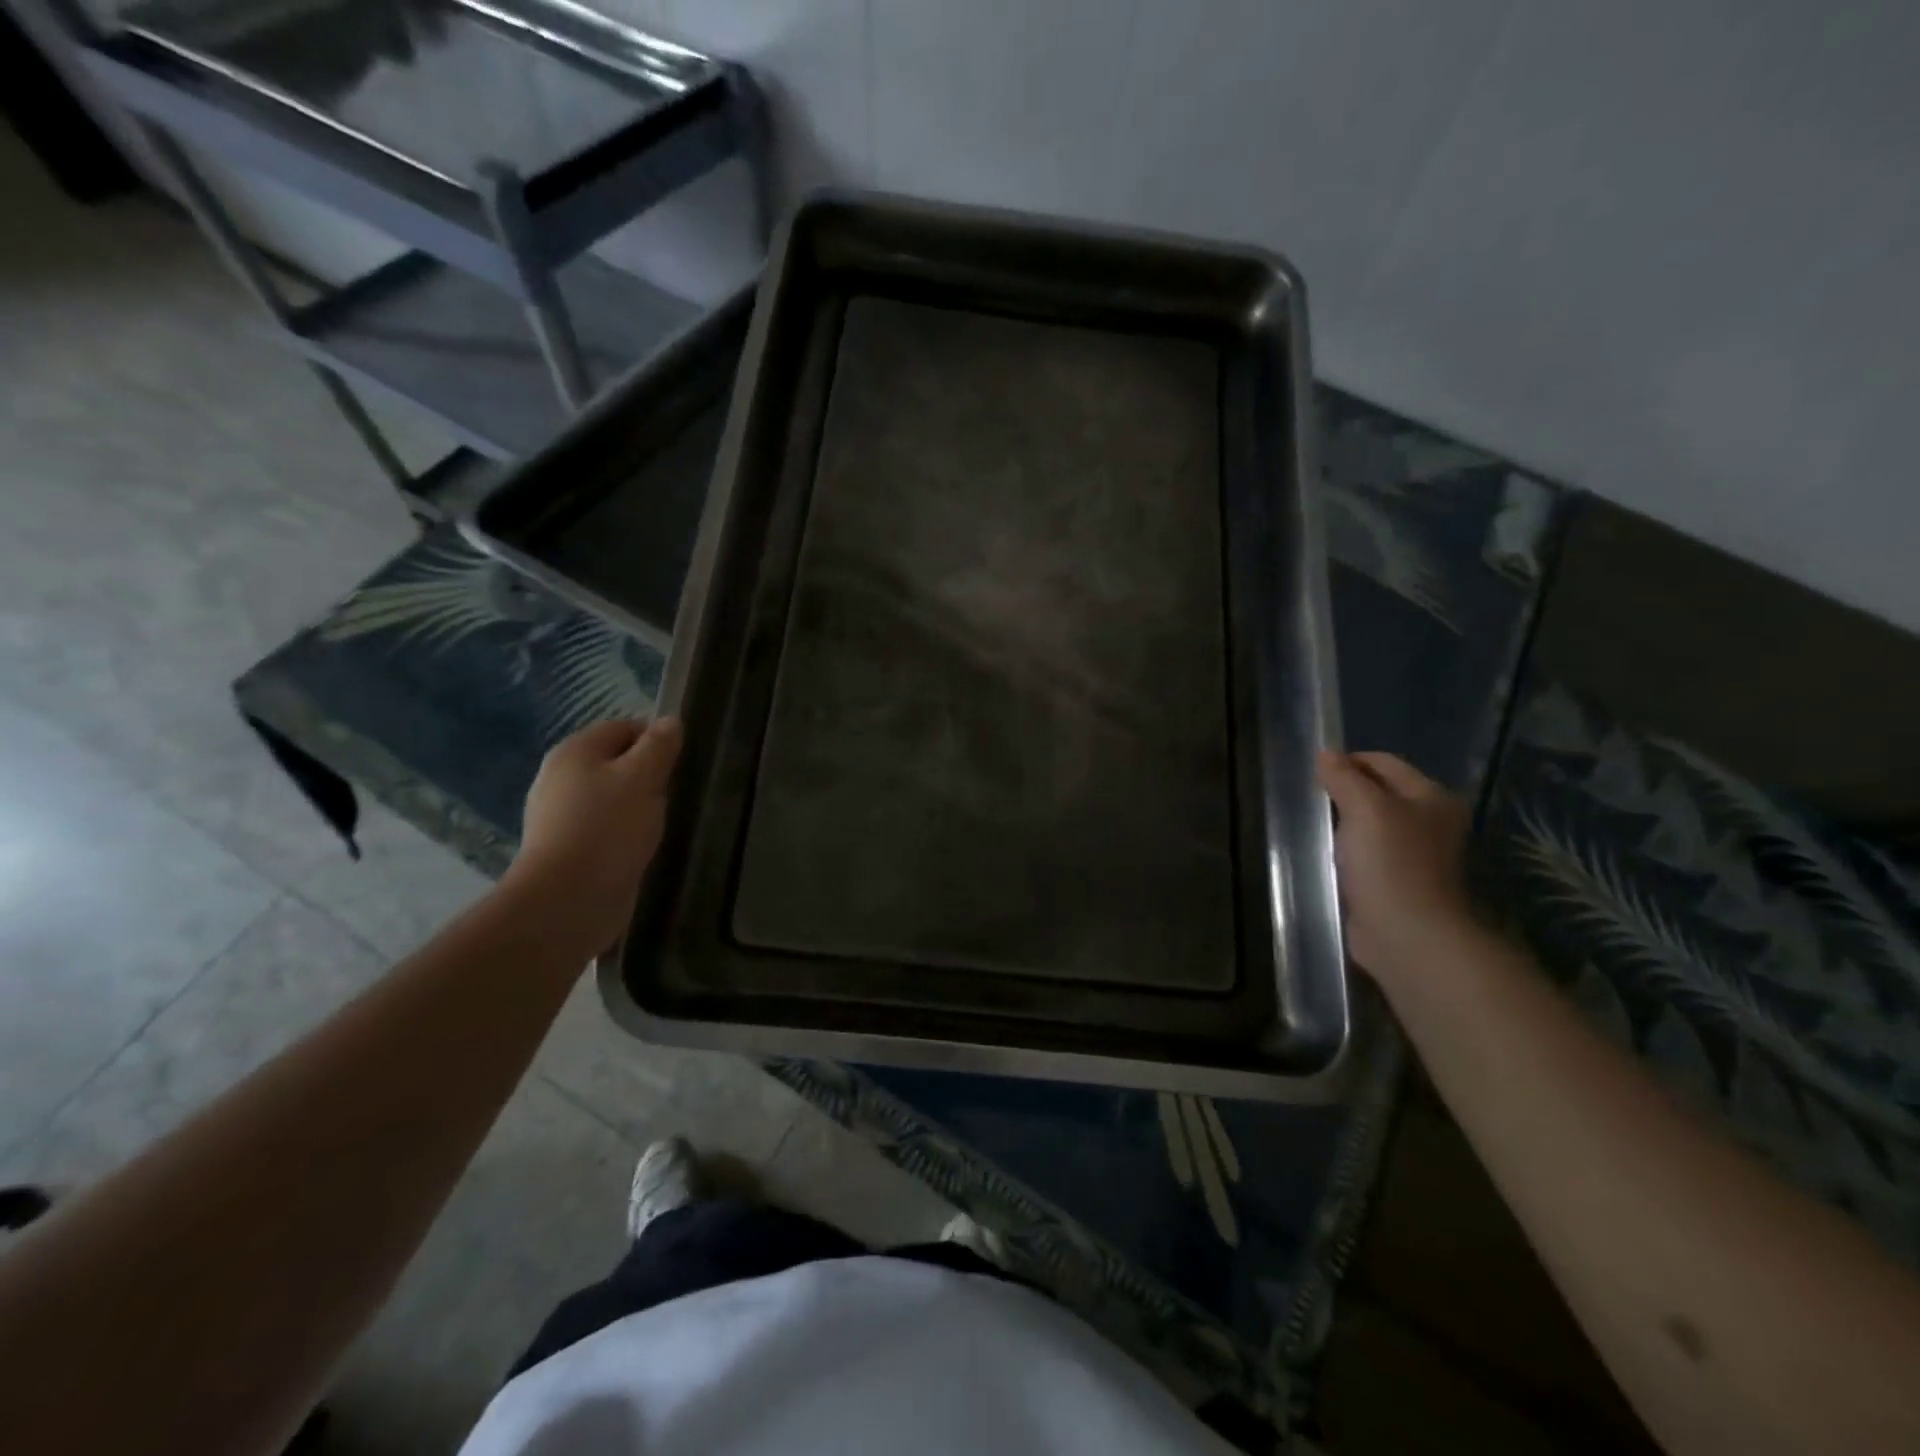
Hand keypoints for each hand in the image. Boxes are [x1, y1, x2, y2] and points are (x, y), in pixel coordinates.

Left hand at [506, 717, 682, 954]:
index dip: (656, 738)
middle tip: (676, 792)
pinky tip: (642, 845)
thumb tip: (670, 720)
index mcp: (574, 751)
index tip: (682, 762)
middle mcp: (560, 777)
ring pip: (611, 796)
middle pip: (615, 762)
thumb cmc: (608, 828)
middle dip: (648, 773)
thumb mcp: (643, 777)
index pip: (623, 727)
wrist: (568, 899)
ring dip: (638, 804)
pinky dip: (625, 831)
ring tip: (664, 820)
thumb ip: (658, 746)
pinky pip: (604, 826)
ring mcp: (560, 815)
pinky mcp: (567, 848)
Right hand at [1318, 750, 1474, 989]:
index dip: (1348, 761)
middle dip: (1345, 791)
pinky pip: (1367, 852)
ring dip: (1345, 822)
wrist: (1406, 933)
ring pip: (1372, 823)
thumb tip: (1326, 754)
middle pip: (1380, 791)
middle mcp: (1431, 821)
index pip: (1384, 762)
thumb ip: (1344, 777)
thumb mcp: (1364, 808)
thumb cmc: (1389, 862)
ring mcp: (1416, 854)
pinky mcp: (1398, 881)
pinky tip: (1328, 855)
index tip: (1313, 773)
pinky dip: (1348, 849)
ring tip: (1316, 826)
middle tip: (1312, 799)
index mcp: (1432, 797)